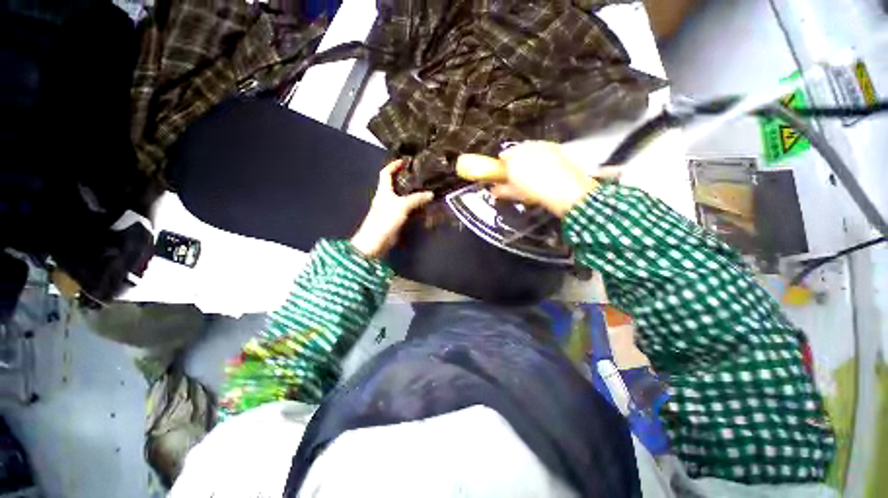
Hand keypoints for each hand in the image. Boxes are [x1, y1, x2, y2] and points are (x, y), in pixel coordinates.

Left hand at [350, 159, 434, 258]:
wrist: (375, 241)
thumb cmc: (385, 220)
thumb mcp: (401, 206)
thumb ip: (416, 199)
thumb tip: (430, 194)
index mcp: (383, 191)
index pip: (386, 173)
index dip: (394, 165)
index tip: (404, 161)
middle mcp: (386, 198)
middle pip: (396, 185)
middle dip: (406, 179)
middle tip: (421, 176)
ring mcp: (391, 209)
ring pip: (403, 198)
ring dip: (412, 194)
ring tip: (426, 189)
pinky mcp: (395, 219)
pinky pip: (407, 209)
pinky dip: (414, 207)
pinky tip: (423, 206)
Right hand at [485, 141, 599, 217]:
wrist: (563, 188)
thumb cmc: (532, 191)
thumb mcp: (513, 194)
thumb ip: (500, 190)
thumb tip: (493, 189)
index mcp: (512, 156)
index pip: (503, 156)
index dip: (503, 165)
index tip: (506, 175)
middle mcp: (526, 146)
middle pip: (517, 151)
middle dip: (517, 161)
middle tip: (520, 176)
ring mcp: (542, 145)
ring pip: (531, 150)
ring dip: (530, 158)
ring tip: (535, 174)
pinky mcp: (556, 147)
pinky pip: (544, 151)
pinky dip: (543, 158)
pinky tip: (547, 171)